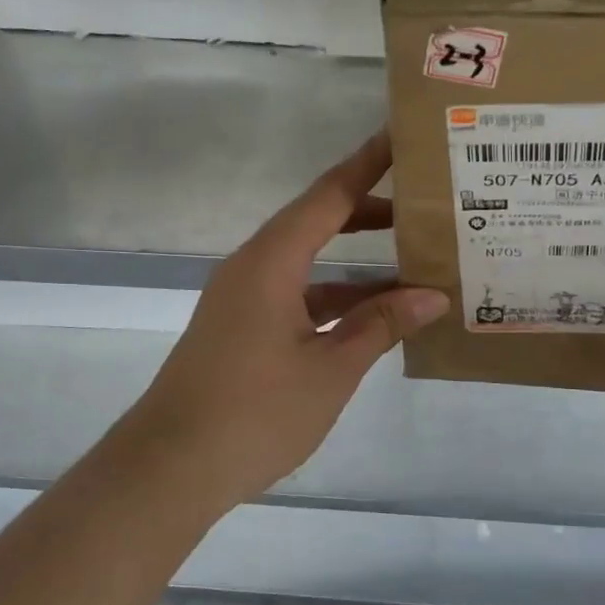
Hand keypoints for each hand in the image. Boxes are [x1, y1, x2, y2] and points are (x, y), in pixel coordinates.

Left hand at [119, 130, 448, 514]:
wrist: (170, 468)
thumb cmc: (255, 411)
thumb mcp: (331, 368)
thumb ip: (381, 325)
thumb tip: (433, 296)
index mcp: (272, 262)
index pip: (329, 196)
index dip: (368, 163)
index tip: (401, 135)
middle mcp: (254, 268)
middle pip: (318, 222)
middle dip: (370, 212)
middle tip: (424, 205)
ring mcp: (245, 300)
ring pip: (310, 265)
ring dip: (357, 264)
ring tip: (415, 263)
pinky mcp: (243, 330)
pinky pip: (299, 297)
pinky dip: (337, 299)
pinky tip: (375, 318)